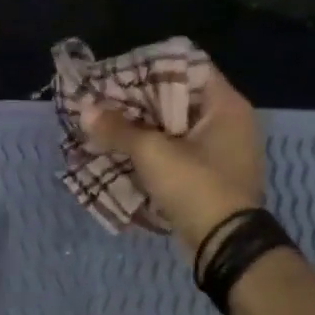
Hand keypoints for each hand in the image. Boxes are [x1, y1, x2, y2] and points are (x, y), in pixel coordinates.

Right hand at [80, 65, 264, 255]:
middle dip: (139, 104)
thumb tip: (86, 109)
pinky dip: (151, 156)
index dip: (151, 68)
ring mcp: (221, 155)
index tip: (118, 75)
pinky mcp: (209, 180)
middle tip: (104, 104)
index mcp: (226, 106)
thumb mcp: (152, 153)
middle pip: (177, 101)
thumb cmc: (196, 186)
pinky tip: (121, 157)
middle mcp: (228, 124)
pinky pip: (176, 158)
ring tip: (106, 129)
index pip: (188, 68)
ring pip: (173, 132)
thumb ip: (118, 129)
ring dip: (142, 132)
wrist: (225, 246)